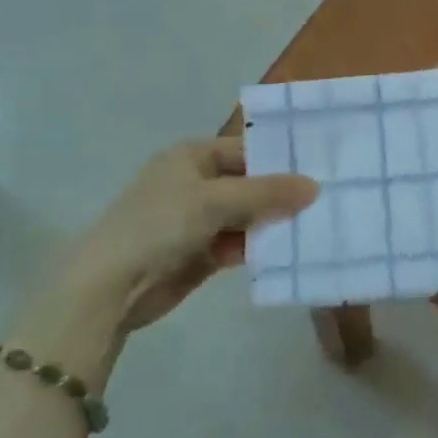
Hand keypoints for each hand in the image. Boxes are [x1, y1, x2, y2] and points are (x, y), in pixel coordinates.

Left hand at [71, 138, 318, 332]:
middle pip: (249, 184)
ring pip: (246, 216)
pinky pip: (238, 244)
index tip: (319, 171)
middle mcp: (196, 182)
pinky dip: (258, 247)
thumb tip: (315, 187)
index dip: (280, 161)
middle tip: (327, 200)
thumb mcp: (216, 200)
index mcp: (193, 155)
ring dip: (272, 223)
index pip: (247, 151)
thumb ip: (266, 193)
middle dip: (281, 194)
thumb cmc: (160, 224)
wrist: (110, 286)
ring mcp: (197, 219)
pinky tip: (289, 252)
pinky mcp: (200, 253)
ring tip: (316, 227)